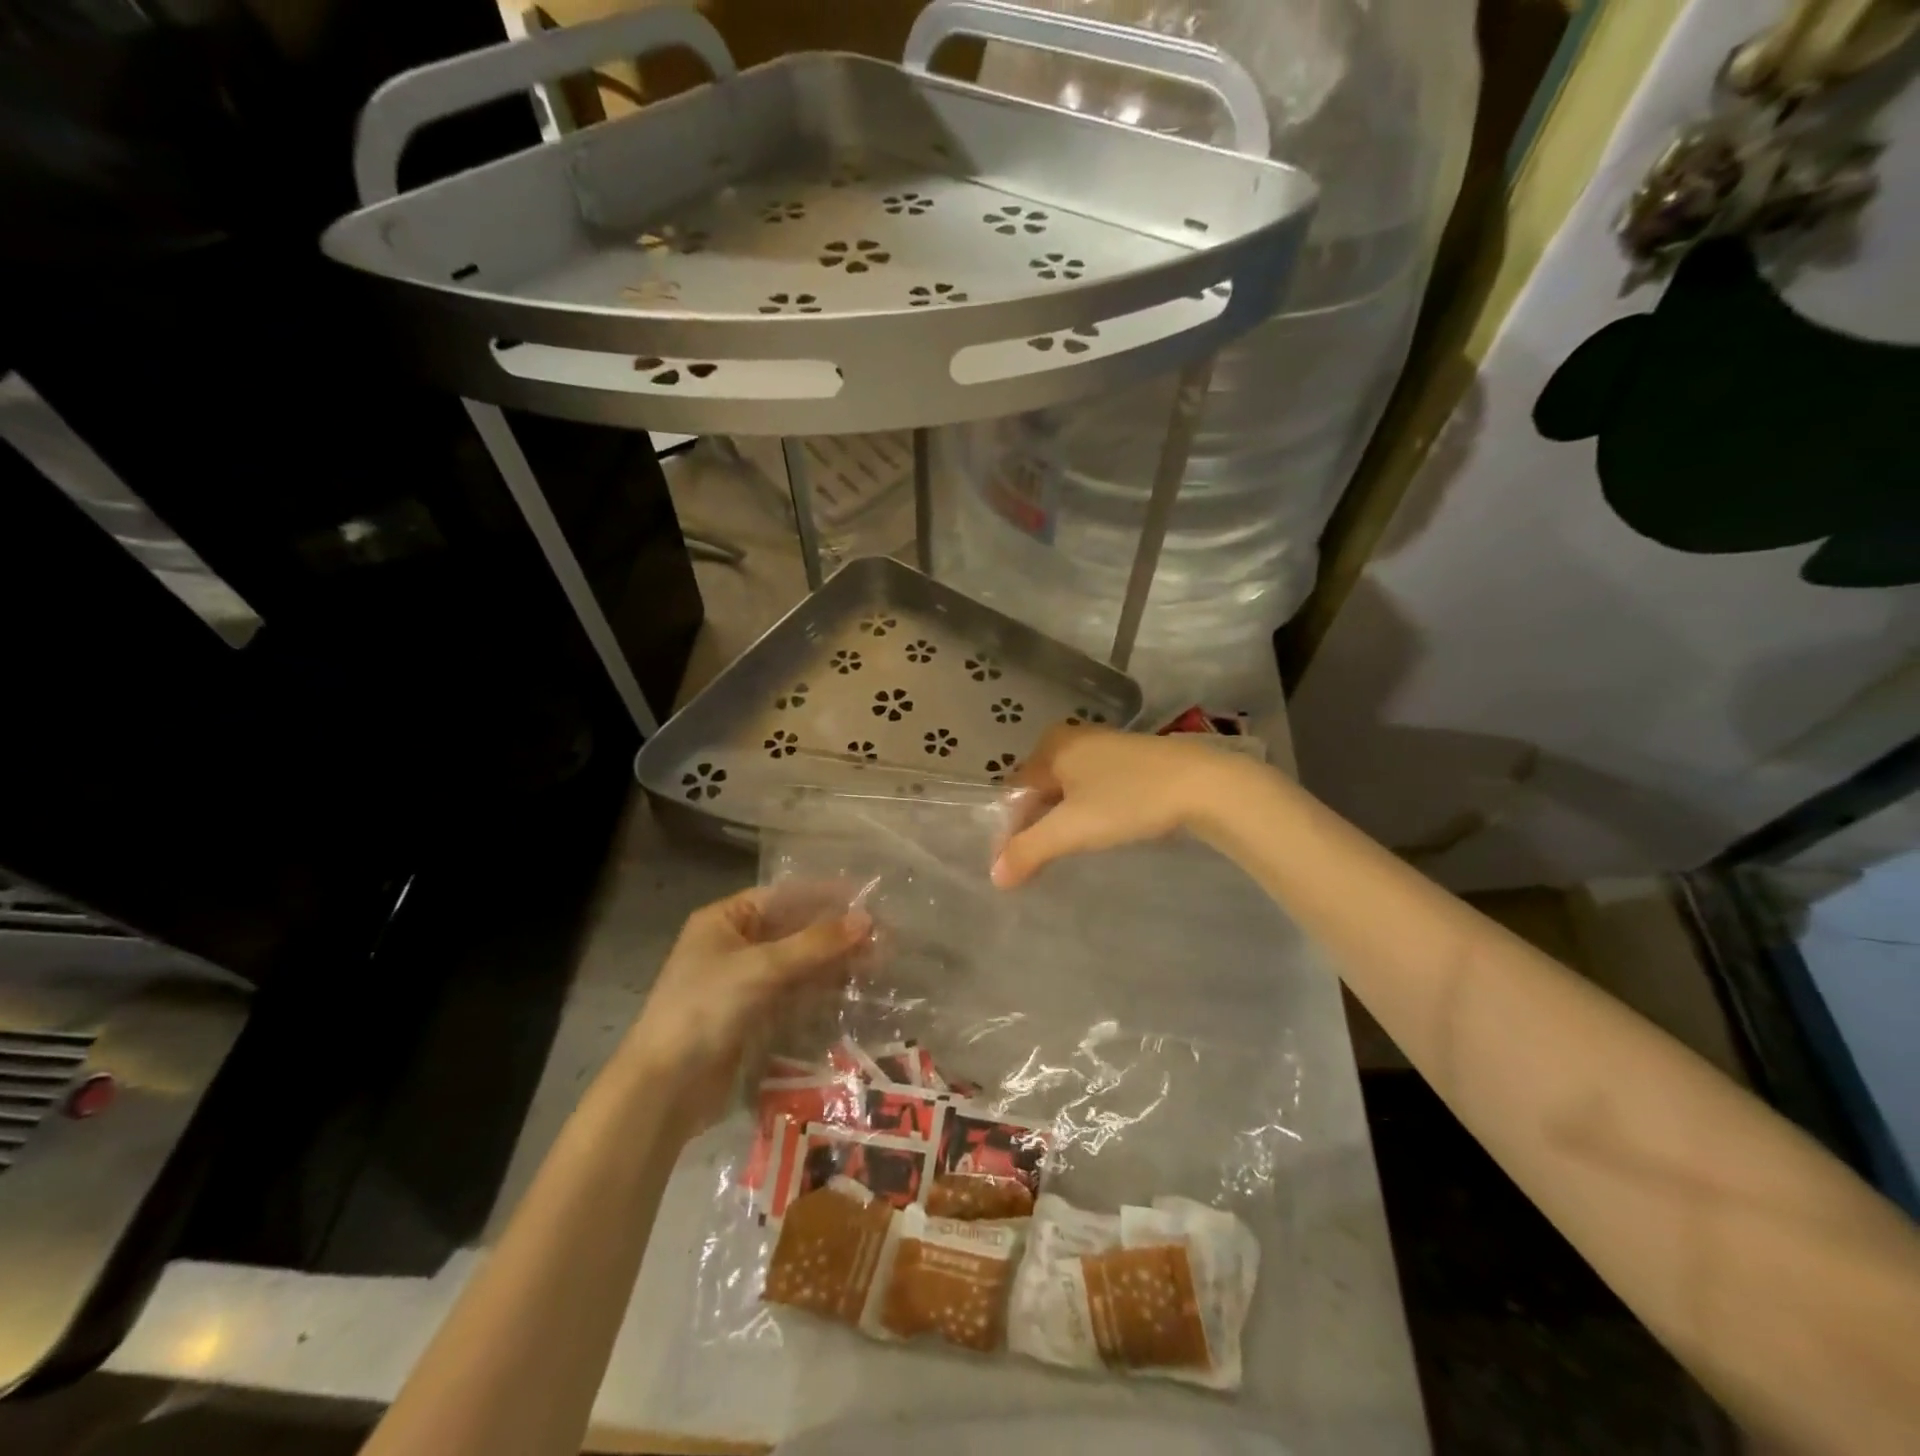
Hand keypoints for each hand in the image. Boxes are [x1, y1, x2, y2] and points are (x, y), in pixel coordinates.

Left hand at [621, 890, 869, 1131]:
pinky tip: (854, 989)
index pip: (783, 896)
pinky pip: (795, 993)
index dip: (824, 896)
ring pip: (799, 963)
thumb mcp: (762, 968)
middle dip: (835, 932)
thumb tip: (867, 920)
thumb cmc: (706, 1008)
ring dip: (834, 961)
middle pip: (794, 929)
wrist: (665, 1088)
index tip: (866, 898)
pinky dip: (822, 989)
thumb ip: (816, 943)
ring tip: (879, 961)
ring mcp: (745, 983)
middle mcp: (735, 945)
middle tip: (883, 935)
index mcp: (725, 920)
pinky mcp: (755, 1016)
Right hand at [991, 726, 1254, 887]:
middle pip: (1040, 789)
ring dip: (1064, 820)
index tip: (1018, 865)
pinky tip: (1102, 831)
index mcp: (1051, 745)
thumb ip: (1029, 851)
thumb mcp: (1072, 829)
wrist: (1204, 785)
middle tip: (1043, 862)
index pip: (1015, 791)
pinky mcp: (1130, 759)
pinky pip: (1093, 787)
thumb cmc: (1129, 800)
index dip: (1012, 830)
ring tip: (1071, 851)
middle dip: (1037, 826)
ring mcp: (1104, 745)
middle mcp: (1072, 737)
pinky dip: (1089, 810)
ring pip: (1068, 789)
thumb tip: (994, 877)